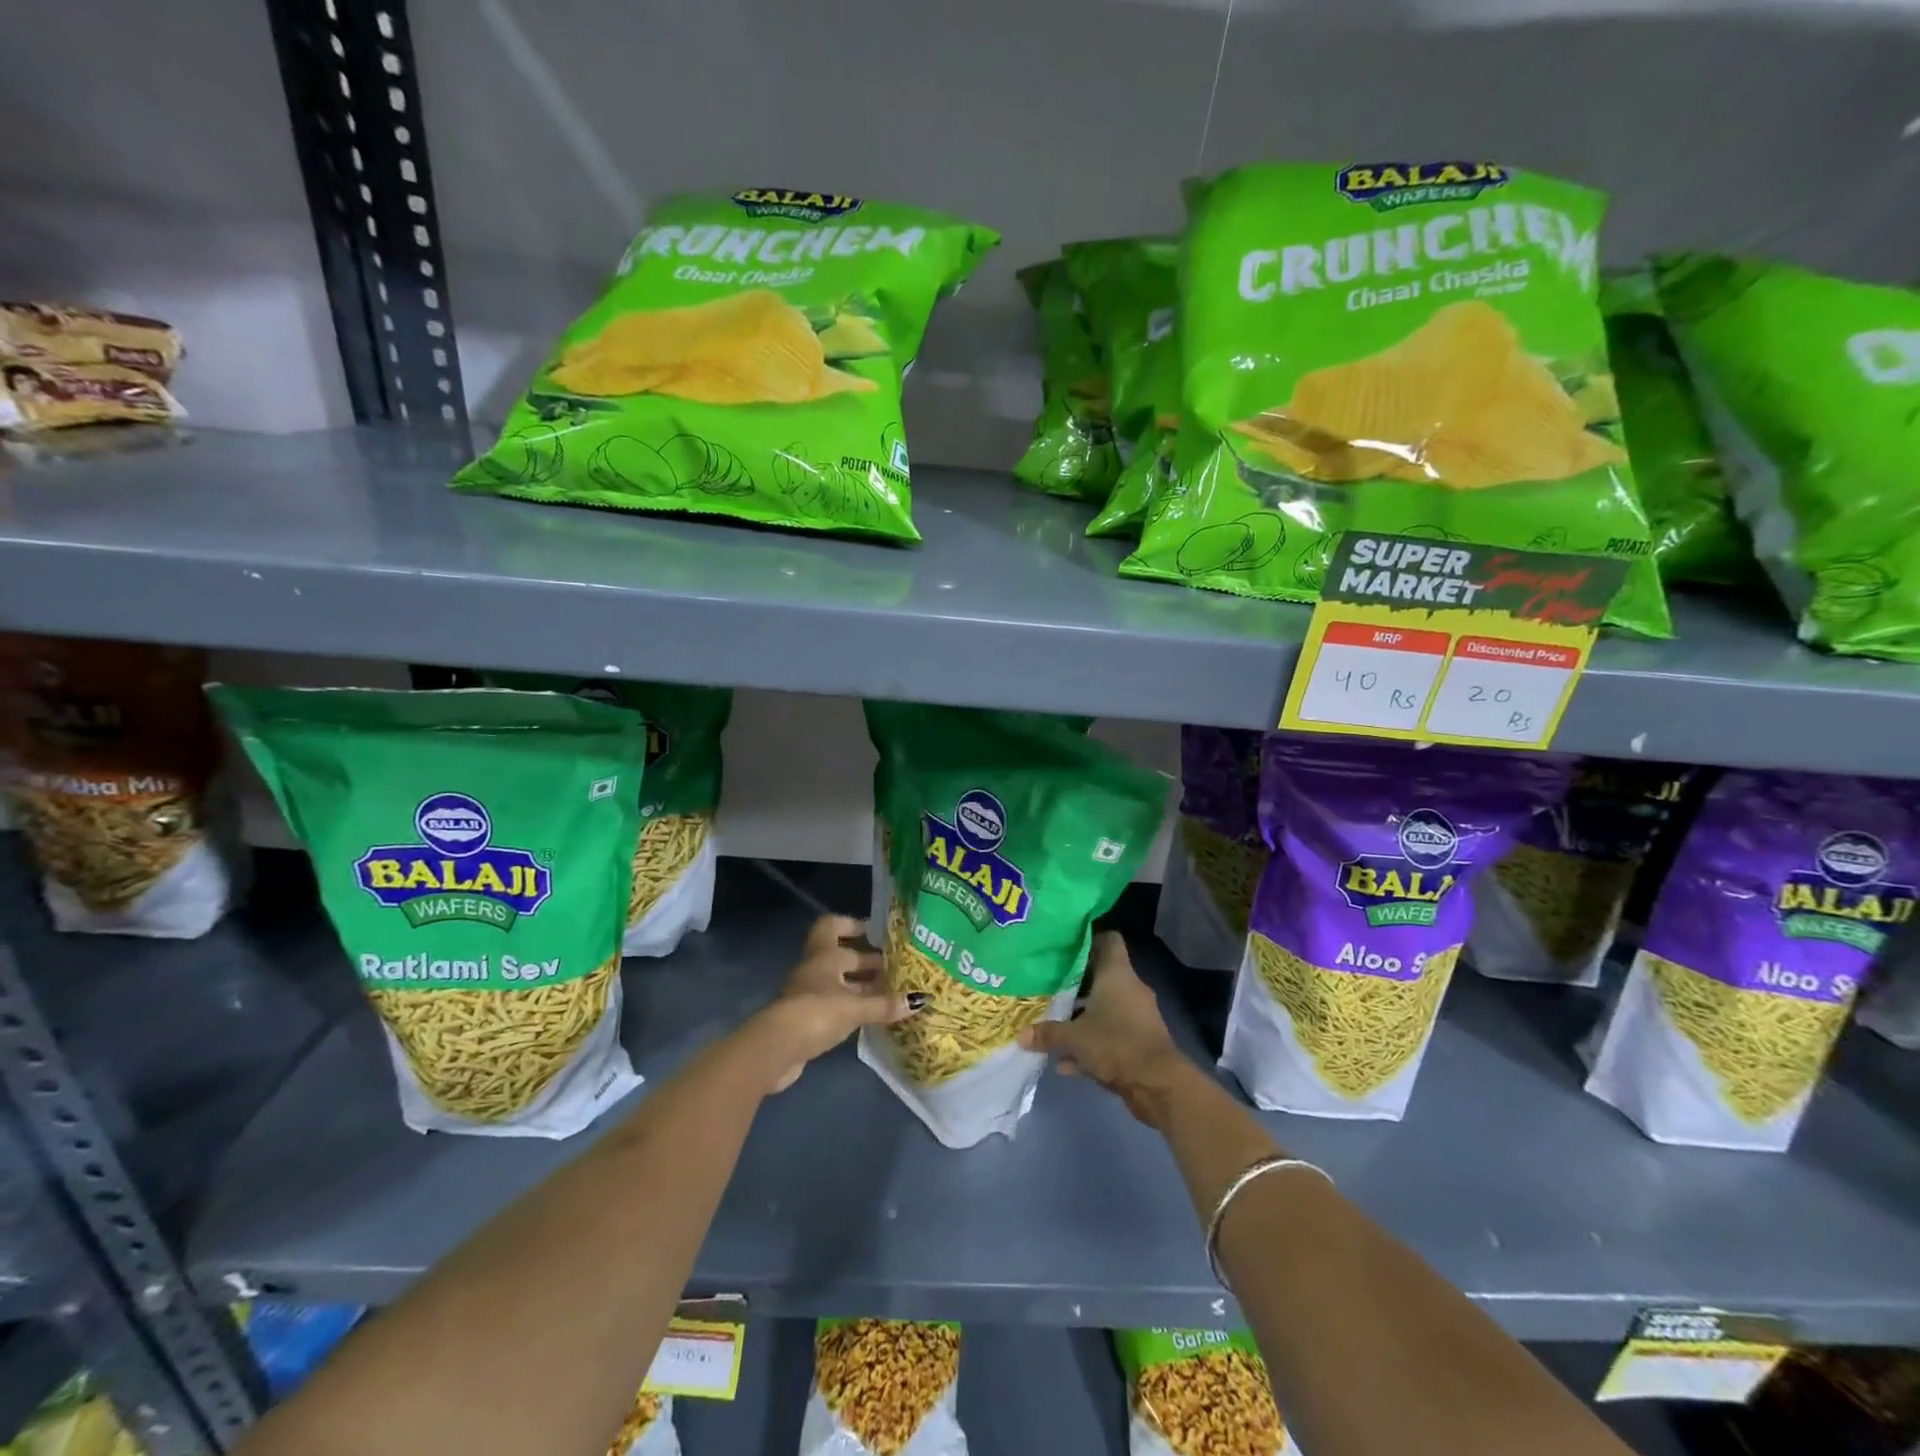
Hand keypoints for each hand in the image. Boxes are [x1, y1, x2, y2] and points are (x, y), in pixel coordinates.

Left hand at [753, 915, 919, 1093]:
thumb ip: (885, 1004)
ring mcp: (808, 995)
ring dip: (863, 987)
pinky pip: (836, 1006)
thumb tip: (921, 999)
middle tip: (897, 968)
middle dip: (868, 962)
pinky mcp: (807, 1020)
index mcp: (824, 955)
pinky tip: (872, 1017)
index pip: (833, 926)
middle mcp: (815, 969)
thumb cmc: (816, 1012)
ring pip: (840, 983)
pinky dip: (854, 1008)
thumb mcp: (855, 1006)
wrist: (776, 1049)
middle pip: (843, 958)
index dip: (852, 924)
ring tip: (892, 994)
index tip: (876, 932)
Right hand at [1019, 932, 1192, 1126]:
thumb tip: (1021, 1035)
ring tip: (1055, 1023)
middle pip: (1102, 975)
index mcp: (1117, 974)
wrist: (1158, 1084)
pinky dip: (1092, 1044)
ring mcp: (1137, 1016)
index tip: (1066, 947)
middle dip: (1077, 983)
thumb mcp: (1074, 1038)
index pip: (1109, 940)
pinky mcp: (1140, 1042)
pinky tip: (1066, 1062)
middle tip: (1050, 986)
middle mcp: (1130, 988)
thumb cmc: (1115, 1044)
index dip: (1089, 939)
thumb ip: (1047, 1033)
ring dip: (1084, 1017)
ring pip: (1106, 1008)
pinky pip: (1111, 1036)